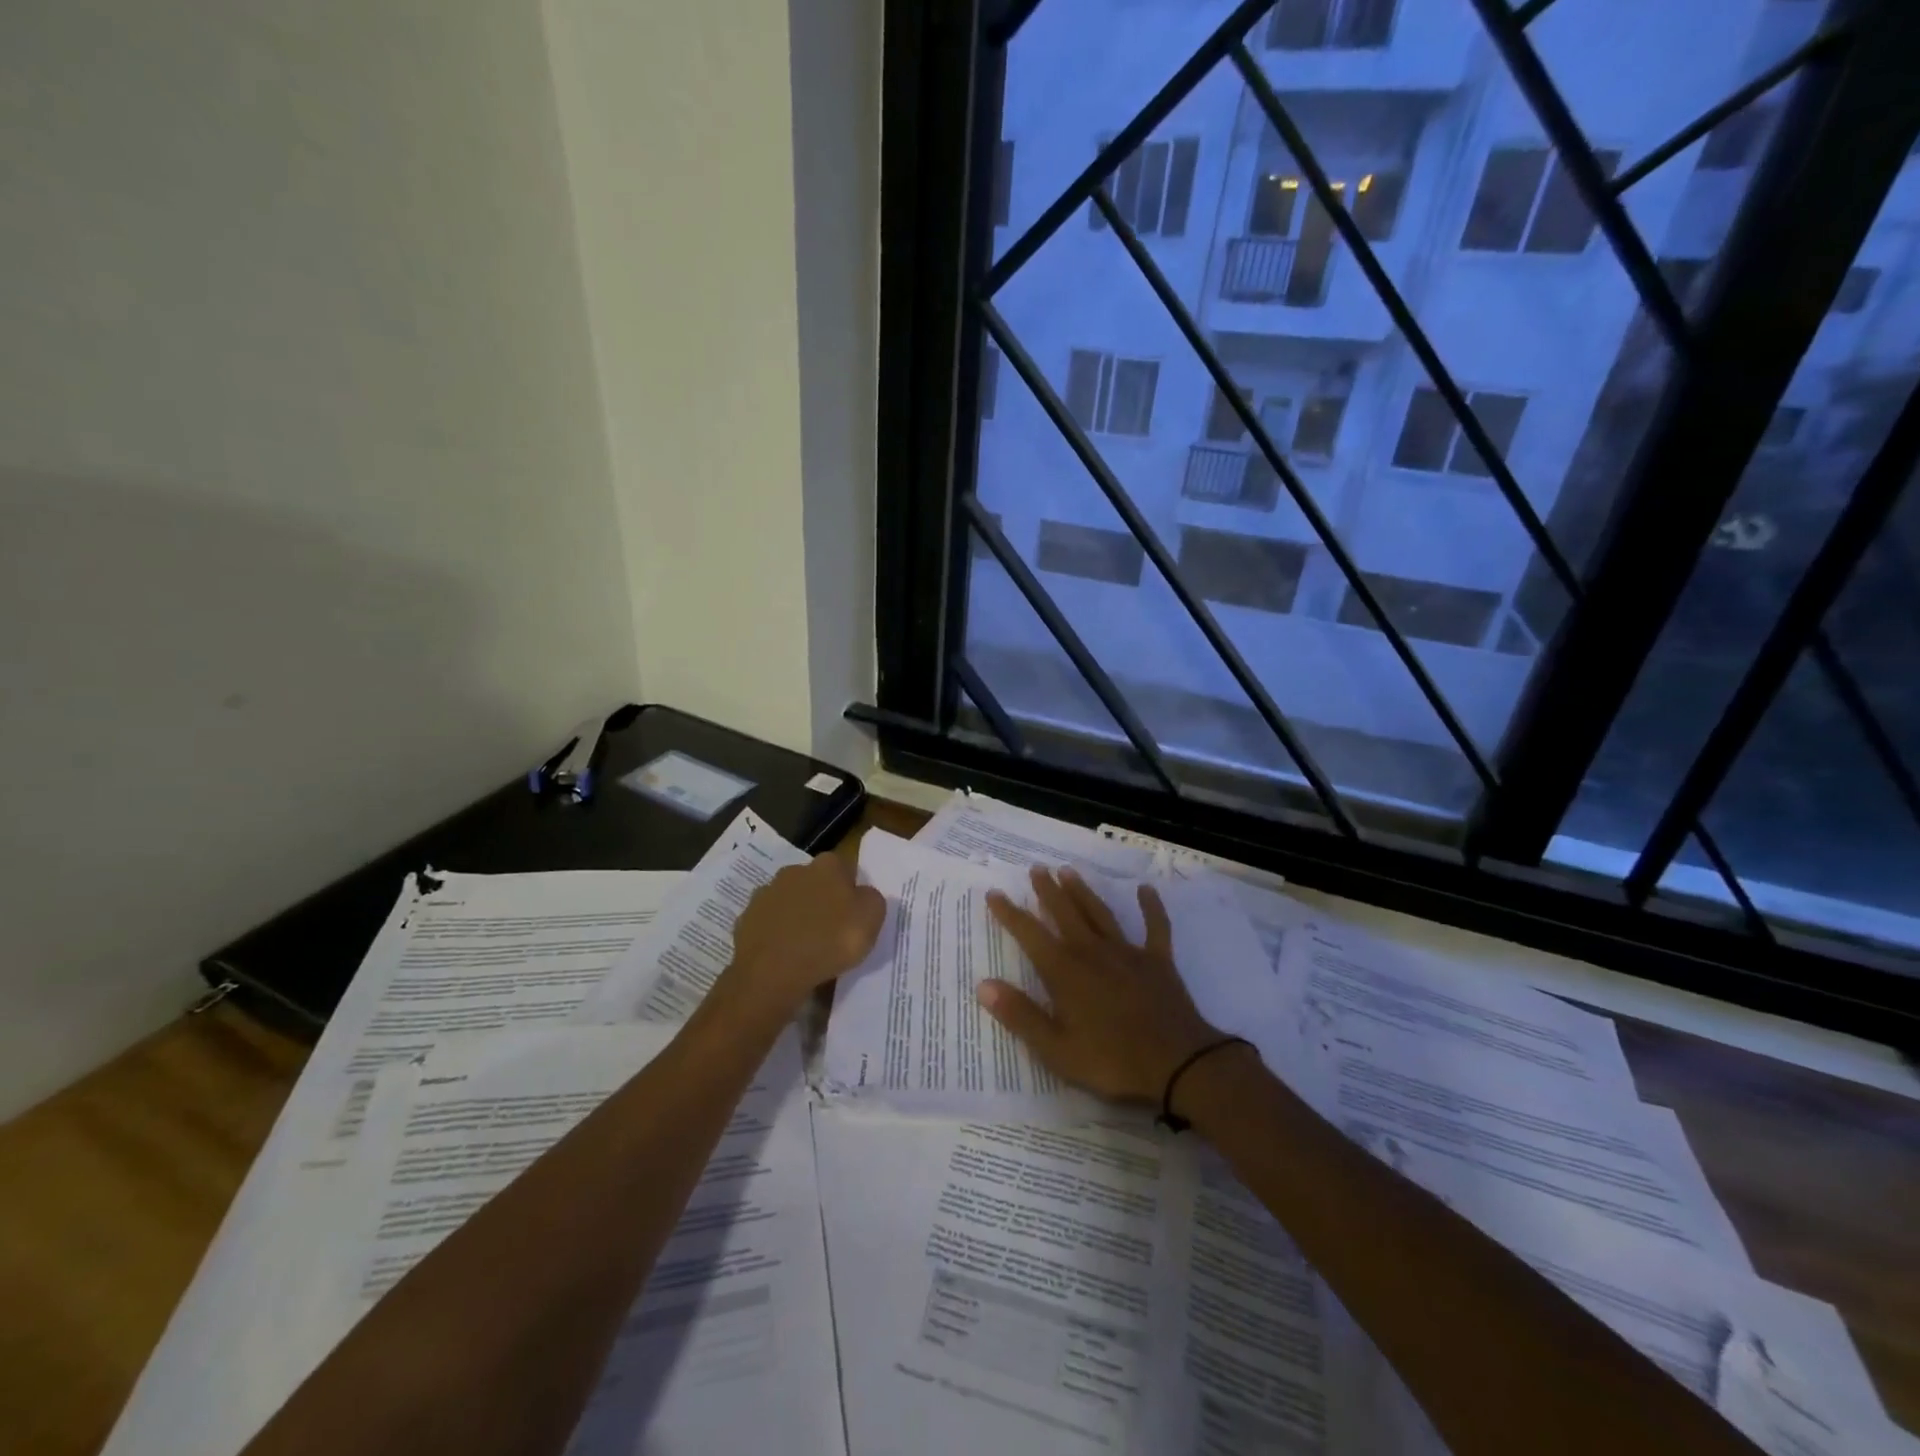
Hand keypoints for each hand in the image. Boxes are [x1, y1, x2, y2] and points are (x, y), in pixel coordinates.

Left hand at [729, 855, 885, 1011]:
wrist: (772, 972)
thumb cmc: (830, 940)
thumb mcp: (871, 918)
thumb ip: (871, 899)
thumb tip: (861, 896)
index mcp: (828, 865)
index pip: (846, 870)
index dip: (852, 891)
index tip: (855, 916)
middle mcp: (795, 870)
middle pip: (816, 883)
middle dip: (823, 901)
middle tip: (833, 931)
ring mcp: (767, 893)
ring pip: (790, 902)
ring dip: (798, 917)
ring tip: (808, 947)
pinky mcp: (747, 918)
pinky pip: (770, 924)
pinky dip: (778, 935)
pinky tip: (785, 955)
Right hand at [981, 867, 1222, 1104]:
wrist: (1177, 1064)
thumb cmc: (1111, 1061)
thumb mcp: (1056, 1049)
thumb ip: (1020, 1015)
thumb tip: (983, 985)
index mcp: (1065, 972)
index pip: (1030, 935)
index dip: (1010, 914)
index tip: (994, 893)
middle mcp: (1093, 952)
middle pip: (1065, 913)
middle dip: (1048, 891)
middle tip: (1036, 868)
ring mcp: (1127, 953)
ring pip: (1100, 913)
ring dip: (1083, 892)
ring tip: (1068, 871)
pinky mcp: (1158, 961)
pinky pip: (1155, 926)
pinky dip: (1150, 906)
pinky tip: (1145, 889)